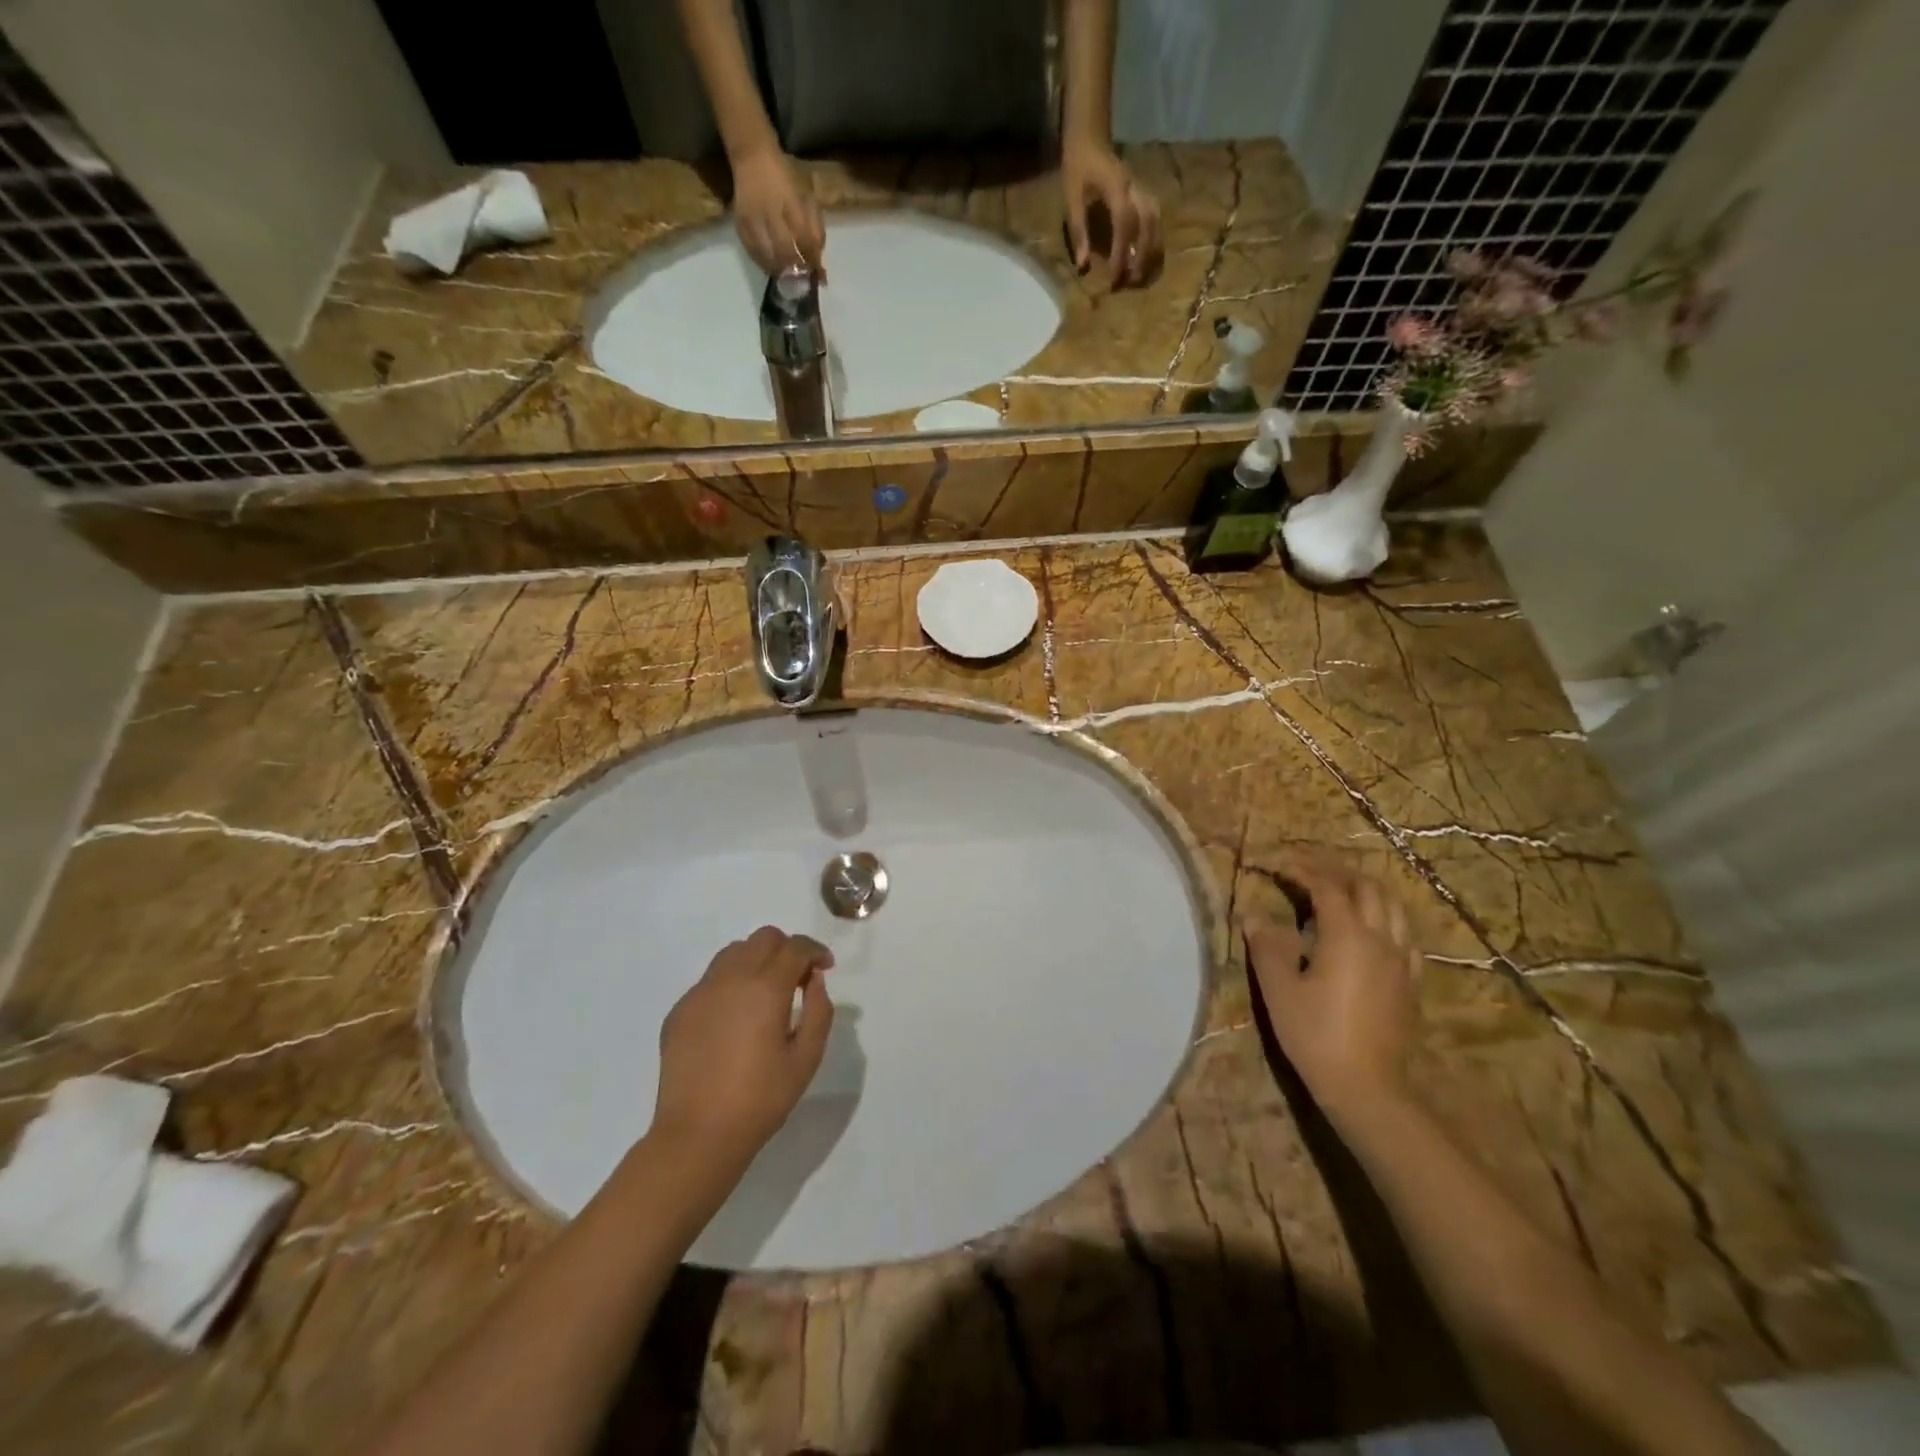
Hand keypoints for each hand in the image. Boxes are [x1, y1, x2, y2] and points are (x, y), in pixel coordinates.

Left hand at [651, 927, 834, 1174]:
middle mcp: (731, 978)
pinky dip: (730, 983)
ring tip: (765, 993)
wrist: (697, 1135)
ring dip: (756, 960)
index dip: (815, 952)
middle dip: (786, 950)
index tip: (825, 968)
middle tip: (797, 980)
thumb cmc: (761, 1099)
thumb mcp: (806, 1058)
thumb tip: (814, 981)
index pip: (795, 947)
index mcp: (766, 987)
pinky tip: (735, 1018)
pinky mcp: (680, 1010)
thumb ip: (819, 1011)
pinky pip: (711, 980)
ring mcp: (700, 992)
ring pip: (733, 952)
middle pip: (764, 938)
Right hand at [731, 146, 825, 276]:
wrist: (753, 156)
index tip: (820, 277)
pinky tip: (773, 270)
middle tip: (804, 282)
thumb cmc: (786, 178)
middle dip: (797, 271)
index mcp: (792, 203)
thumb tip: (819, 263)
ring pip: (768, 257)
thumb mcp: (807, 197)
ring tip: (789, 280)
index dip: (813, 262)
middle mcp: (771, 212)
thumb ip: (816, 229)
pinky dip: (765, 266)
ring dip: (781, 273)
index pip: (805, 240)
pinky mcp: (740, 224)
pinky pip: (753, 253)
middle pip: (786, 252)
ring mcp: (753, 219)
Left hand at [1062, 139, 1161, 287]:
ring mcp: (1144, 191)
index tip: (1115, 277)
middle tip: (1131, 283)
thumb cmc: (1078, 167)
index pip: (1125, 225)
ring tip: (1143, 276)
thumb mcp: (1072, 198)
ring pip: (1157, 224)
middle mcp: (1136, 189)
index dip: (1121, 253)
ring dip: (1153, 252)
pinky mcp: (1145, 196)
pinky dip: (1154, 242)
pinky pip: (1156, 221)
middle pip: (1148, 225)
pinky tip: (1148, 260)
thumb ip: (1079, 231)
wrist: (1091, 138)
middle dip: (1142, 257)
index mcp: (1117, 188)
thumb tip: (1083, 266)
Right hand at [1242, 861, 1421, 1116]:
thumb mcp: (1279, 990)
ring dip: (1363, 889)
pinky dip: (1384, 918)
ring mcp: (1401, 961)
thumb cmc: (1316, 1035)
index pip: (1325, 885)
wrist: (1368, 1088)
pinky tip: (1369, 931)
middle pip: (1366, 886)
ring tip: (1337, 891)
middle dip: (1334, 870)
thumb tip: (1252, 916)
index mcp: (1347, 935)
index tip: (1272, 864)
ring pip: (1393, 906)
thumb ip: (1266, 946)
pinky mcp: (1410, 982)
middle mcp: (1380, 938)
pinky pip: (1404, 934)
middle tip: (1303, 871)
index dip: (1298, 869)